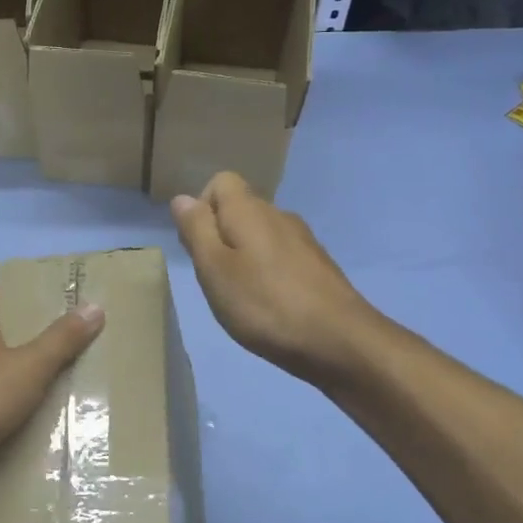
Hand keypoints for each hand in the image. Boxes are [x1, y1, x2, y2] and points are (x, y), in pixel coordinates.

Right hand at [171, 172, 371, 386]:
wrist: (340, 341)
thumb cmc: (265, 304)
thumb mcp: (214, 268)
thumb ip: (196, 229)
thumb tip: (182, 198)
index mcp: (249, 210)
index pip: (221, 182)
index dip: (202, 207)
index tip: (198, 246)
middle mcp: (278, 215)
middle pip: (240, 209)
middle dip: (221, 236)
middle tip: (215, 279)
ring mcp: (303, 241)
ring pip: (261, 235)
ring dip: (244, 257)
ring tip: (241, 297)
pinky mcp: (319, 266)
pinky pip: (282, 257)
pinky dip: (268, 274)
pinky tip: (270, 307)